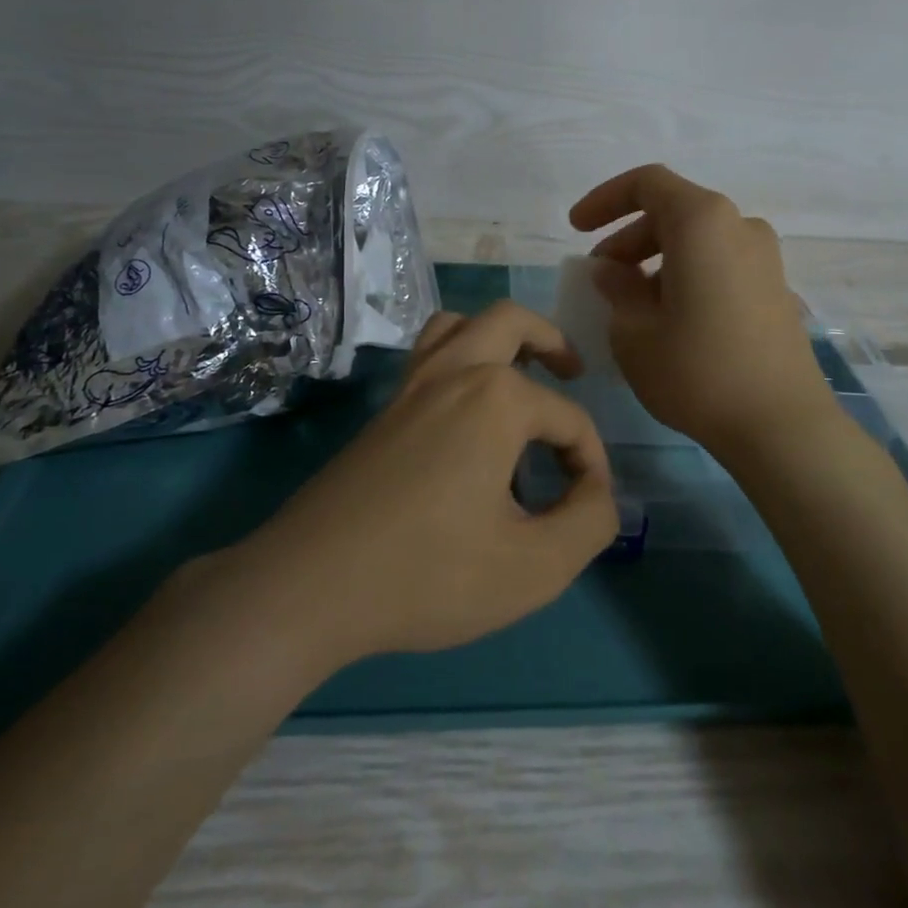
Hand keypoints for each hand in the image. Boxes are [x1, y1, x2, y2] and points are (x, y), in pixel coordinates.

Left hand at [252, 302, 616, 663]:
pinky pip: (428, 357)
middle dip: (551, 342)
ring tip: (521, 375)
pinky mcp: (383, 411)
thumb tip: (598, 494)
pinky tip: (469, 418)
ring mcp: (410, 387)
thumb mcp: (533, 567)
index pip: (569, 418)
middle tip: (573, 374)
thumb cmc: (429, 575)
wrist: (309, 585)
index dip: (592, 462)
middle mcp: (453, 372)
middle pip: (510, 321)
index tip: (591, 508)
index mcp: (496, 398)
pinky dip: (460, 361)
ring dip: (497, 337)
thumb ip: (589, 524)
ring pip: (458, 325)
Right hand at [570, 164, 834, 456]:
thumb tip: (613, 271)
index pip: (647, 183)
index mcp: (702, 222)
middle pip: (674, 212)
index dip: (605, 199)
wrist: (781, 424)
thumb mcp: (634, 332)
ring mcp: (765, 258)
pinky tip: (671, 318)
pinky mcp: (776, 289)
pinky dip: (687, 274)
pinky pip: (720, 264)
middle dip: (628, 238)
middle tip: (601, 276)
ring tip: (631, 302)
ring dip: (656, 259)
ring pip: (698, 240)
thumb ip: (617, 288)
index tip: (576, 228)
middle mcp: (739, 226)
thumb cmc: (696, 371)